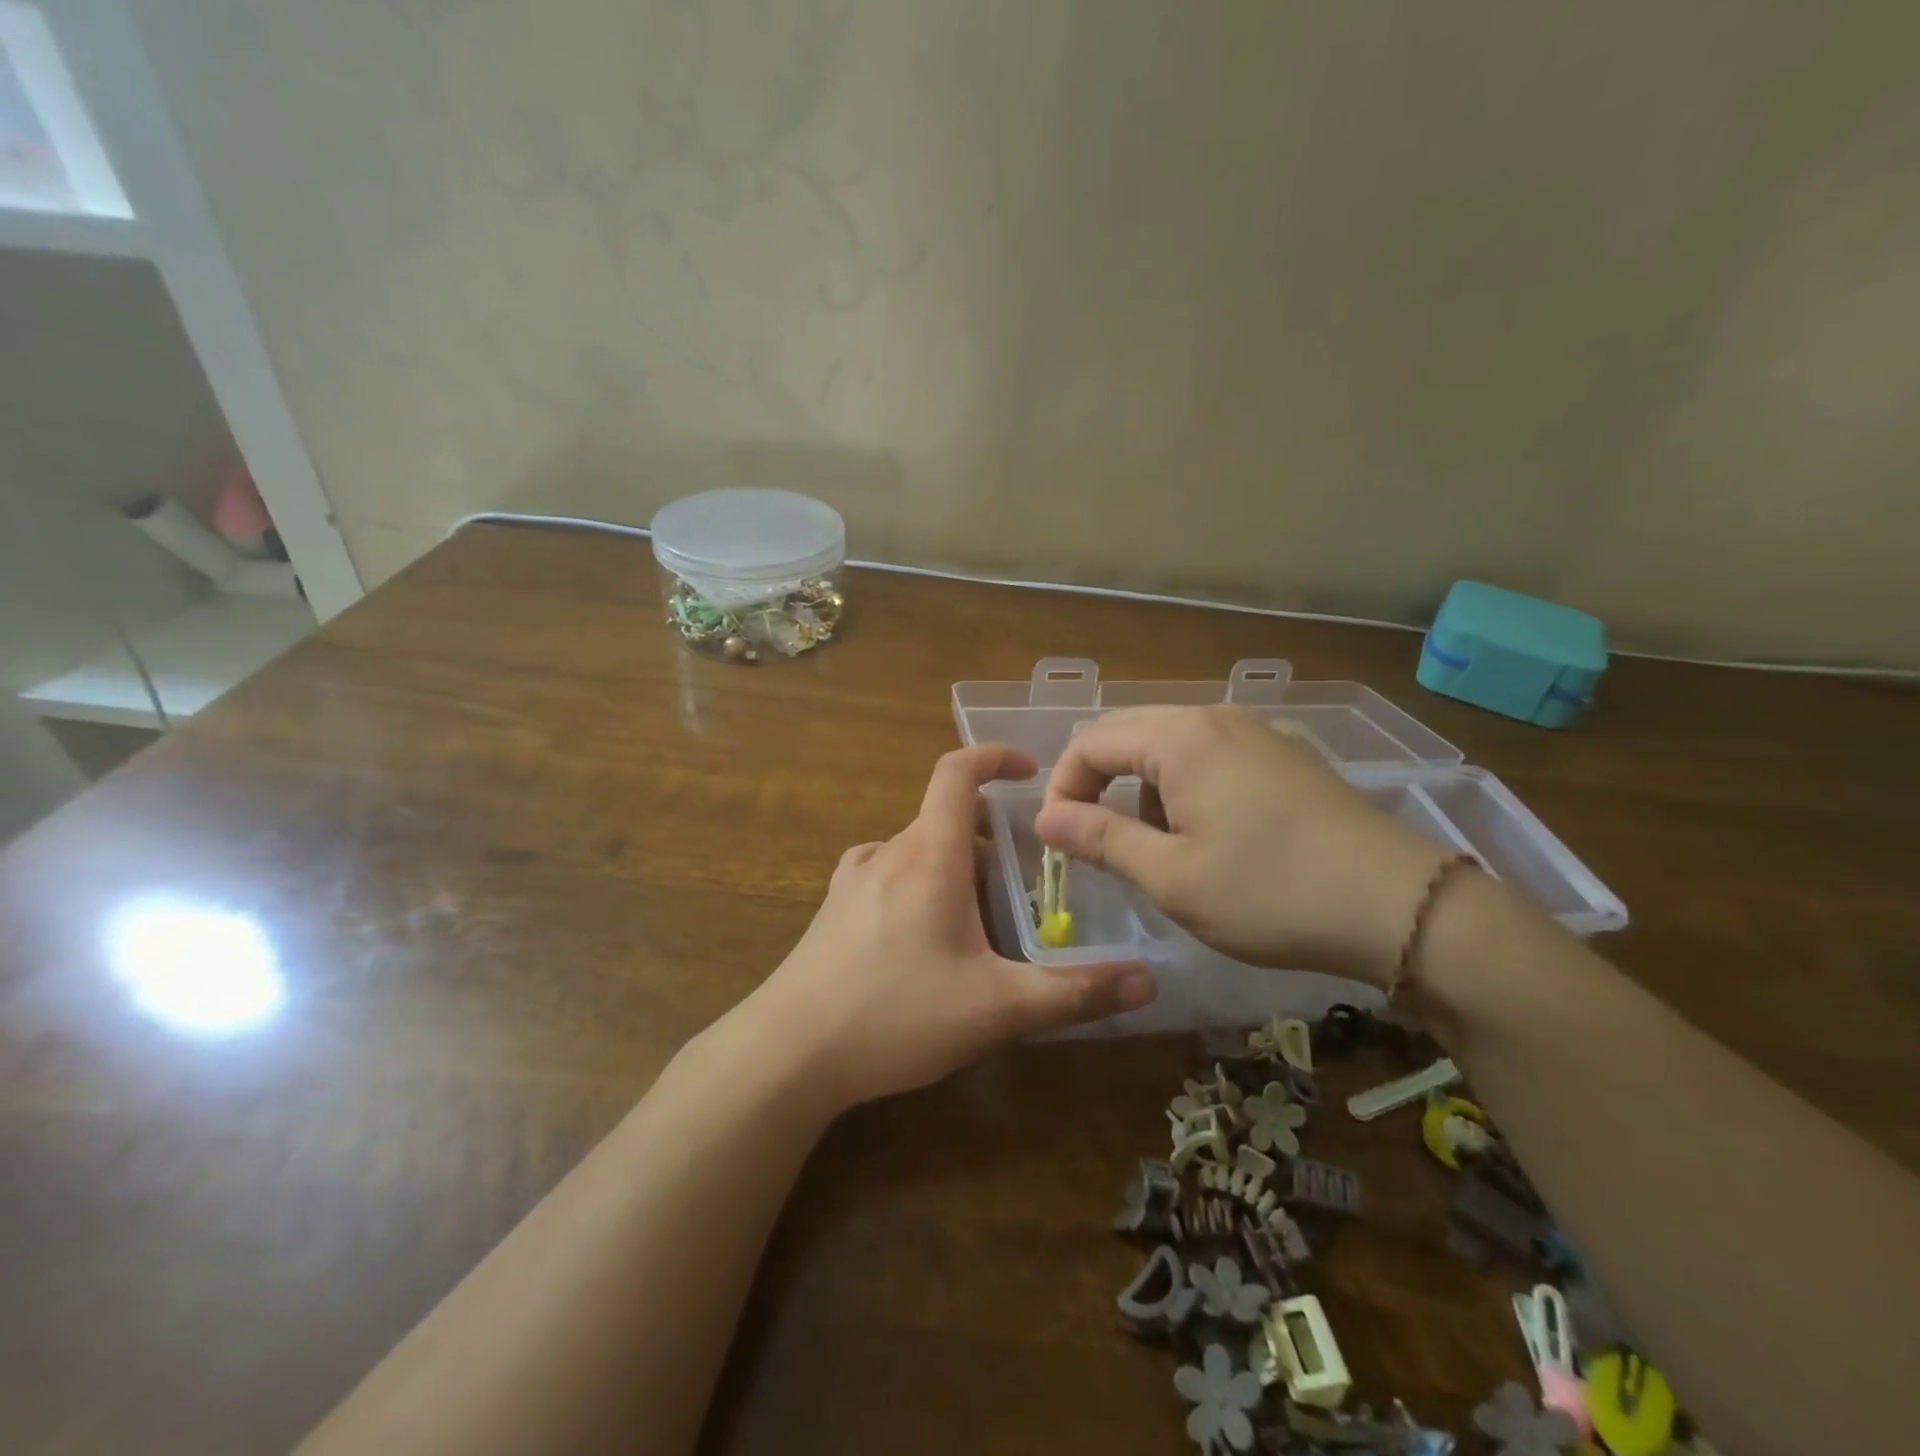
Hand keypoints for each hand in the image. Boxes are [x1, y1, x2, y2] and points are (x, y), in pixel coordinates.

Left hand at [736, 744, 1156, 1111]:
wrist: (787, 1053)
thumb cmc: (896, 1015)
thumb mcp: (996, 1008)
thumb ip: (1074, 992)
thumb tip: (1147, 980)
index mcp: (928, 854)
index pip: (957, 771)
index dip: (993, 755)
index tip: (1028, 770)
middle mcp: (887, 852)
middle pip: (944, 817)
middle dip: (989, 836)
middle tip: (1025, 880)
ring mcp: (852, 879)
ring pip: (916, 848)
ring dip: (954, 864)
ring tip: (982, 916)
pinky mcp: (833, 909)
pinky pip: (888, 874)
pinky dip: (920, 883)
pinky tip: (926, 939)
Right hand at [1034, 705, 1450, 981]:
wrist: (1402, 908)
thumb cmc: (1272, 894)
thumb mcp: (1171, 876)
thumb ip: (1101, 838)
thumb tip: (1046, 817)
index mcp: (1180, 738)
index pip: (1090, 743)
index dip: (1062, 788)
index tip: (1058, 839)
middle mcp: (1214, 717)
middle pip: (1127, 734)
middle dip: (1098, 785)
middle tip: (1094, 842)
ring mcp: (1254, 731)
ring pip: (1167, 746)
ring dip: (1142, 789)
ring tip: (1158, 848)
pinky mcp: (1282, 755)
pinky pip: (1207, 756)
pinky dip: (1183, 788)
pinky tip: (1208, 836)